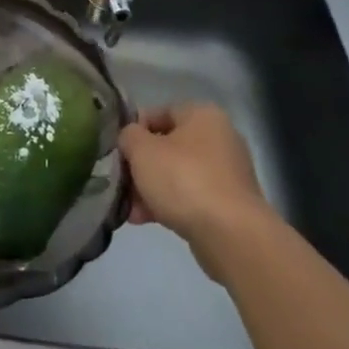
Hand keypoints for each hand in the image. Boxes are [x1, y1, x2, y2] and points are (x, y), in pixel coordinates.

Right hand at [118, 103, 270, 279]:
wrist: (230, 235)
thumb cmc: (183, 180)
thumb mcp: (142, 150)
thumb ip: (129, 136)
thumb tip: (131, 138)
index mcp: (203, 115)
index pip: (159, 112)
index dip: (134, 129)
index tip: (118, 151)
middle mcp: (220, 138)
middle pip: (167, 146)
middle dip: (141, 166)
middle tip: (121, 183)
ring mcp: (227, 173)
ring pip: (177, 174)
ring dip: (151, 189)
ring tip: (130, 209)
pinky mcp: (229, 204)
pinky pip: (191, 197)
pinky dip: (169, 204)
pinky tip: (145, 220)